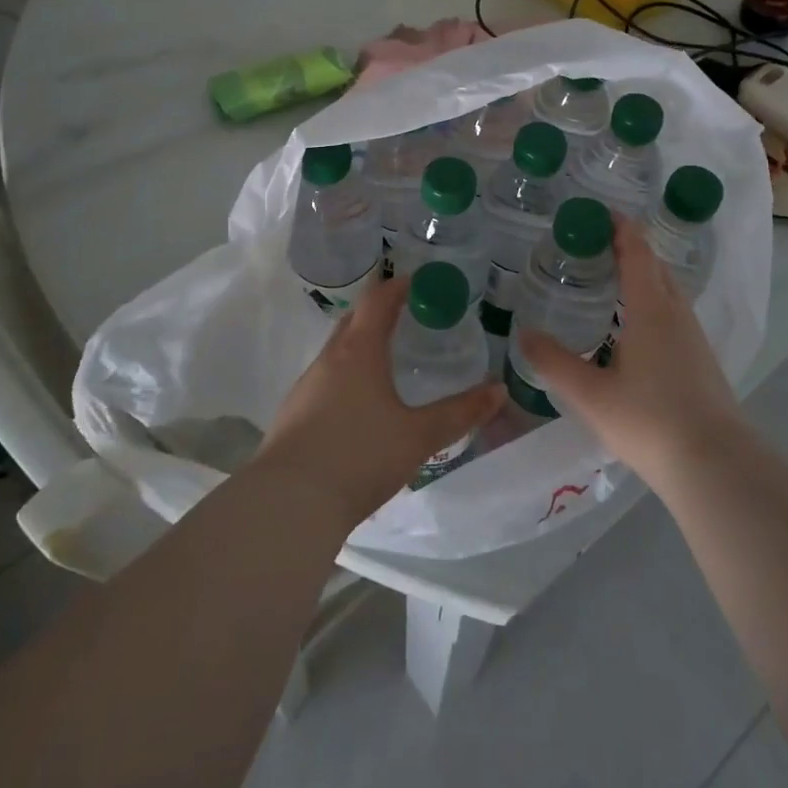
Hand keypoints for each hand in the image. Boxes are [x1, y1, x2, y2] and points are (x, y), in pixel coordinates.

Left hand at [255, 276, 505, 530]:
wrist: (289, 504)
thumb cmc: (359, 457)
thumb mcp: (418, 436)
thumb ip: (460, 413)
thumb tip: (499, 391)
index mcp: (358, 351)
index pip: (378, 299)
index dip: (400, 286)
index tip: (422, 283)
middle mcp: (329, 359)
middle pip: (354, 320)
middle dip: (380, 313)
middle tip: (410, 319)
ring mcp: (306, 386)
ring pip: (337, 352)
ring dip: (362, 347)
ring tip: (389, 363)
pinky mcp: (293, 414)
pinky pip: (325, 380)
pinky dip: (346, 377)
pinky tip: (360, 407)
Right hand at [516, 216, 744, 484]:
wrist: (715, 464)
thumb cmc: (649, 421)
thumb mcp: (591, 394)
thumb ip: (555, 362)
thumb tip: (523, 334)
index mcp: (650, 310)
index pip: (637, 254)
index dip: (621, 229)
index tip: (601, 213)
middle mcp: (676, 314)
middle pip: (656, 267)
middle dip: (630, 249)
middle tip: (597, 246)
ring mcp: (694, 337)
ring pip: (669, 291)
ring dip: (644, 276)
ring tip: (613, 282)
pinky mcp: (702, 360)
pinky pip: (675, 314)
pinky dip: (653, 302)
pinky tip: (635, 328)